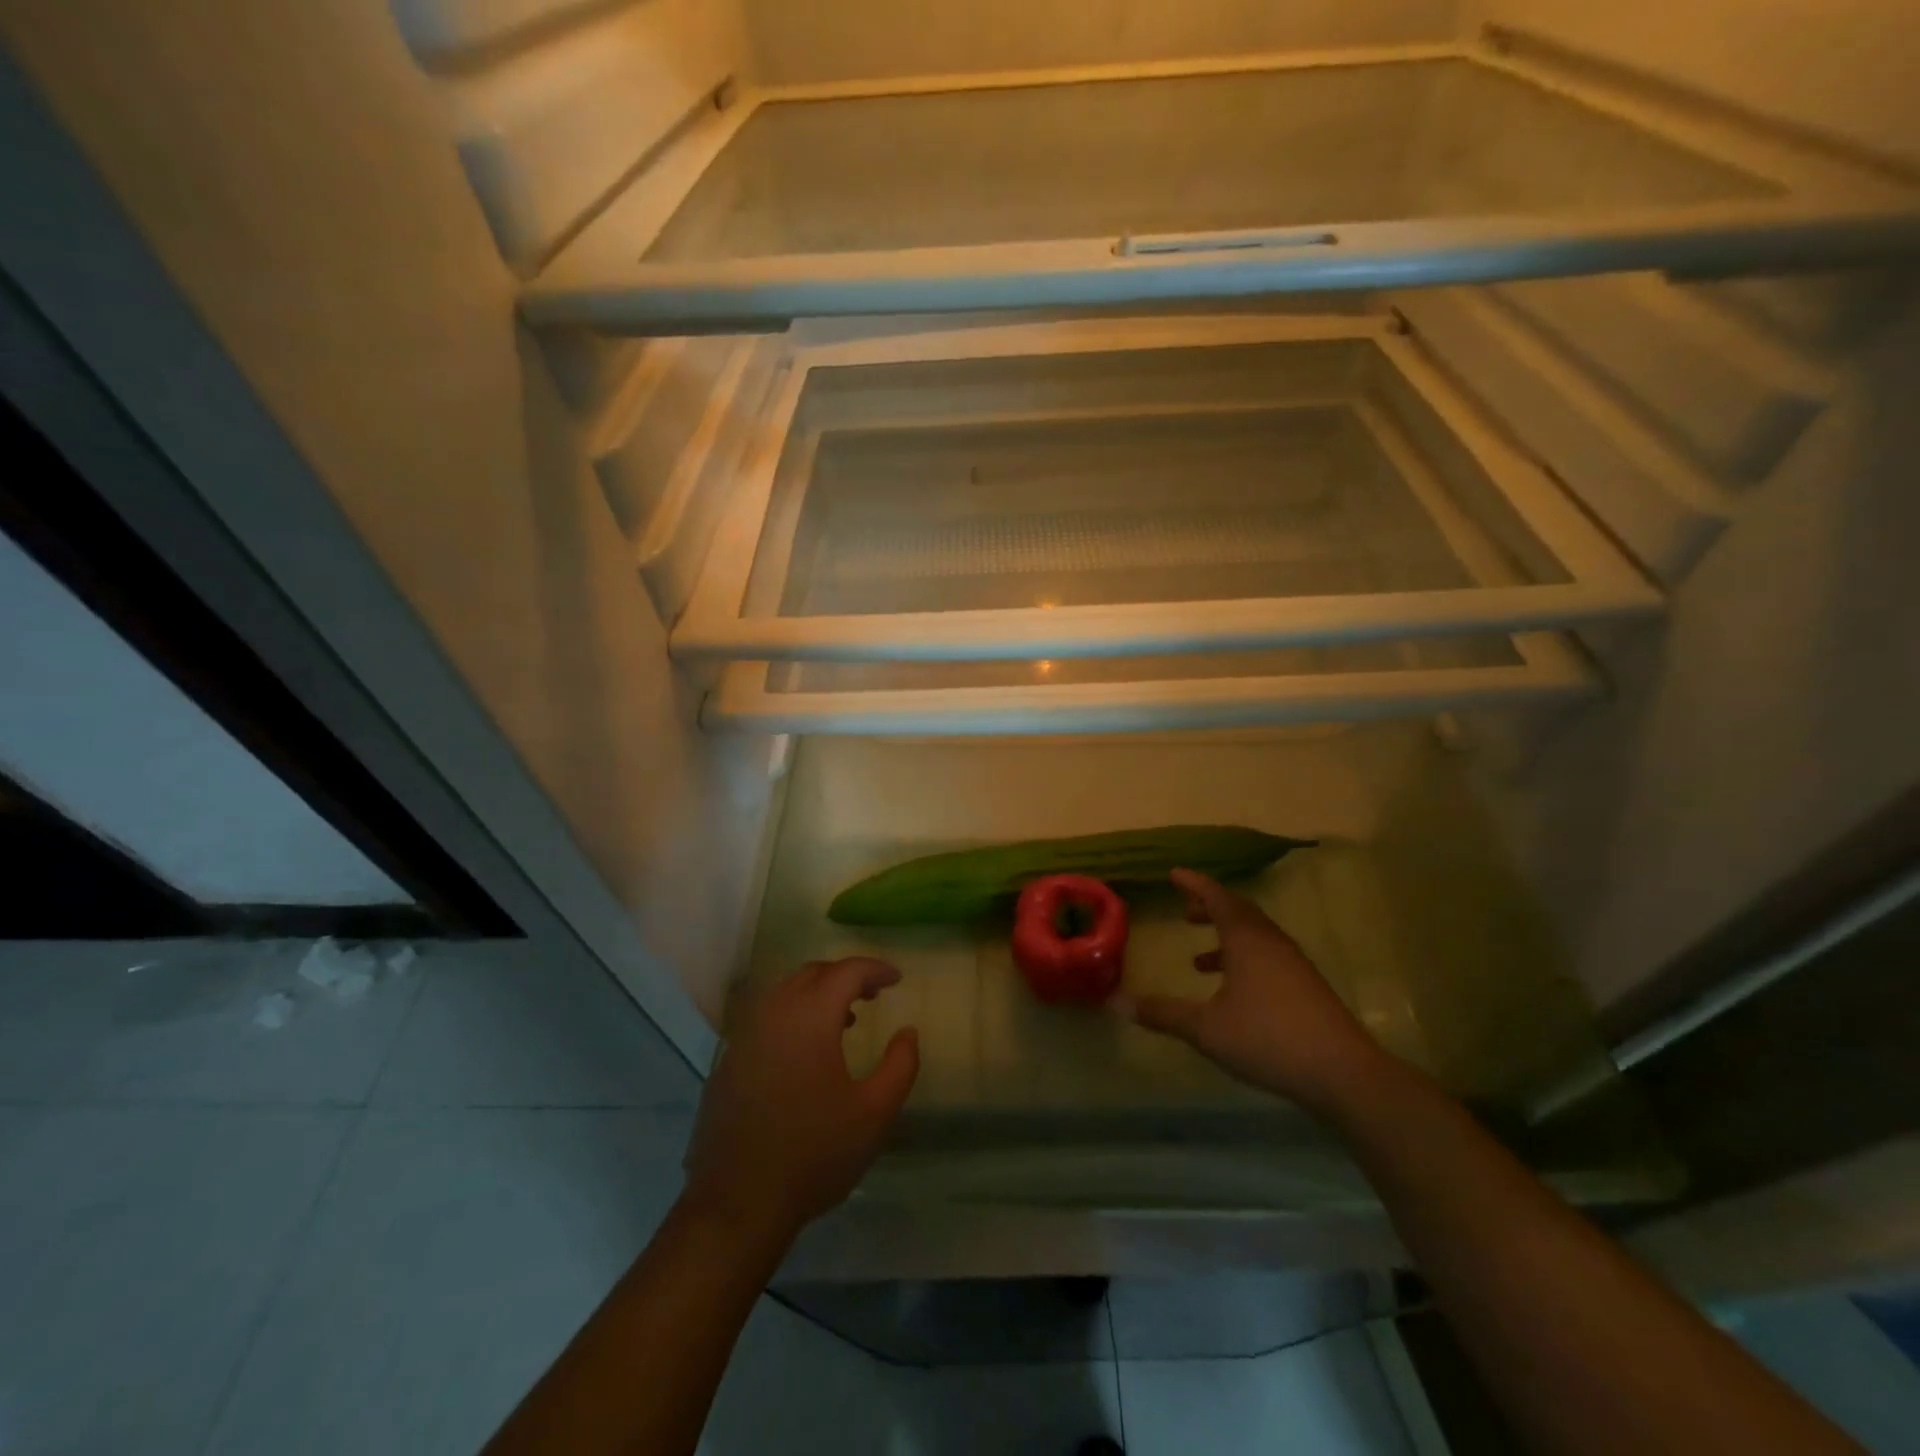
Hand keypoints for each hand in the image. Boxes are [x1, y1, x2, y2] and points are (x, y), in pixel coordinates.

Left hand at [683, 958, 918, 1243]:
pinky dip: (792, 1015)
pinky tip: (804, 1051)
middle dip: (845, 976)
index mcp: (810, 1017)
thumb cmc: (814, 1154)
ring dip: (817, 994)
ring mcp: (744, 1036)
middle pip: (812, 973)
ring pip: (784, 992)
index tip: (897, 979)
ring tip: (844, 1019)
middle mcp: (773, 1014)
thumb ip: (900, 1065)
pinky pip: (765, 1018)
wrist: (738, 1204)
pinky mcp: (728, 1061)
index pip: (846, 971)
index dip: (875, 969)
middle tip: (872, 994)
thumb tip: (908, 1032)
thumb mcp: (874, 1113)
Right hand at [1131, 869, 1388, 1113]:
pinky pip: (1267, 956)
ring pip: (1254, 936)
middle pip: (1238, 912)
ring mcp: (1293, 964)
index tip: (1173, 874)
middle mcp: (1271, 942)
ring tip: (1199, 957)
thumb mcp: (1205, 1028)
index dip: (1194, 883)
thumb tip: (1114, 1002)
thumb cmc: (1268, 1038)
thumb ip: (1162, 1013)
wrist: (1343, 1073)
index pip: (1217, 896)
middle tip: (1185, 911)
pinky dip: (1243, 959)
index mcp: (1247, 939)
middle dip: (1210, 908)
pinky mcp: (1305, 987)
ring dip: (1226, 937)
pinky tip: (1232, 991)